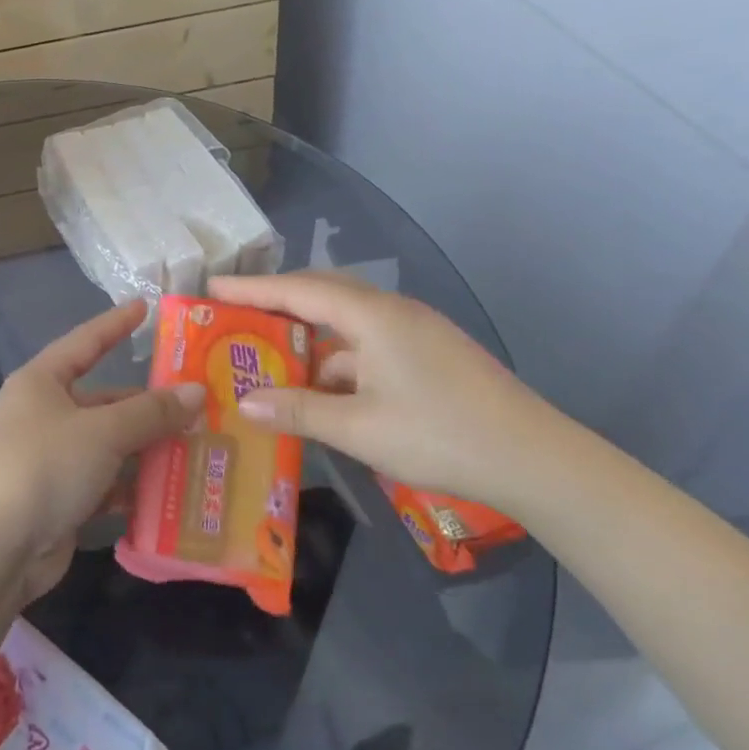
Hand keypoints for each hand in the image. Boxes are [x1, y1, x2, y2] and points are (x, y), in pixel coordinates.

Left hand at [0, 300, 203, 600]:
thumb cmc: (43, 466)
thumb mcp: (102, 431)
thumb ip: (151, 411)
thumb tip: (196, 391)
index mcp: (42, 382)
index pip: (85, 342)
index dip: (115, 324)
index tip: (146, 306)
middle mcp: (45, 415)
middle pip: (105, 401)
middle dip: (149, 405)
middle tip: (200, 403)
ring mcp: (51, 461)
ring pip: (109, 446)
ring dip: (148, 450)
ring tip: (200, 447)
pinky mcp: (60, 502)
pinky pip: (105, 485)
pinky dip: (133, 488)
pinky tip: (173, 493)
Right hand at [208, 270, 577, 514]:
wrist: (536, 460)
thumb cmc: (440, 435)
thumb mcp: (358, 428)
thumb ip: (298, 410)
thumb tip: (244, 402)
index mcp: (372, 316)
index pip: (298, 290)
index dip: (252, 289)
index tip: (212, 289)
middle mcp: (392, 312)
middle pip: (321, 294)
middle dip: (276, 305)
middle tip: (235, 319)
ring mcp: (415, 332)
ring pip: (345, 323)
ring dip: (308, 339)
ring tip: (269, 361)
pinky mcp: (429, 355)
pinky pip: (367, 344)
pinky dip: (337, 361)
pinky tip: (322, 391)